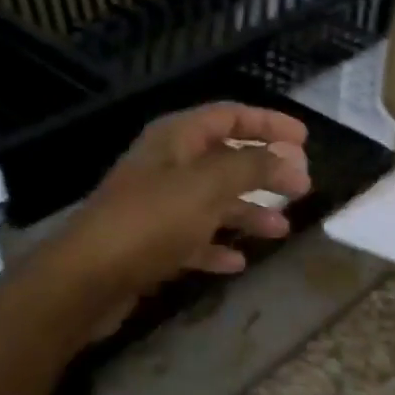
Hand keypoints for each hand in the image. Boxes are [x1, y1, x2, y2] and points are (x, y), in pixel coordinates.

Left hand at [51, 102, 311, 304]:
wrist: (89, 278)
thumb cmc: (150, 221)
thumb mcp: (207, 186)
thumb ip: (253, 167)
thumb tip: (291, 159)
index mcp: (175, 139)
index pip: (229, 115)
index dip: (268, 123)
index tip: (304, 140)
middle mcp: (166, 166)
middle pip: (224, 160)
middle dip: (264, 172)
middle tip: (301, 187)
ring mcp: (157, 207)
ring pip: (212, 202)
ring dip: (247, 212)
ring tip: (281, 230)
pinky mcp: (151, 245)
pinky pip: (194, 239)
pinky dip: (217, 247)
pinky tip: (238, 261)